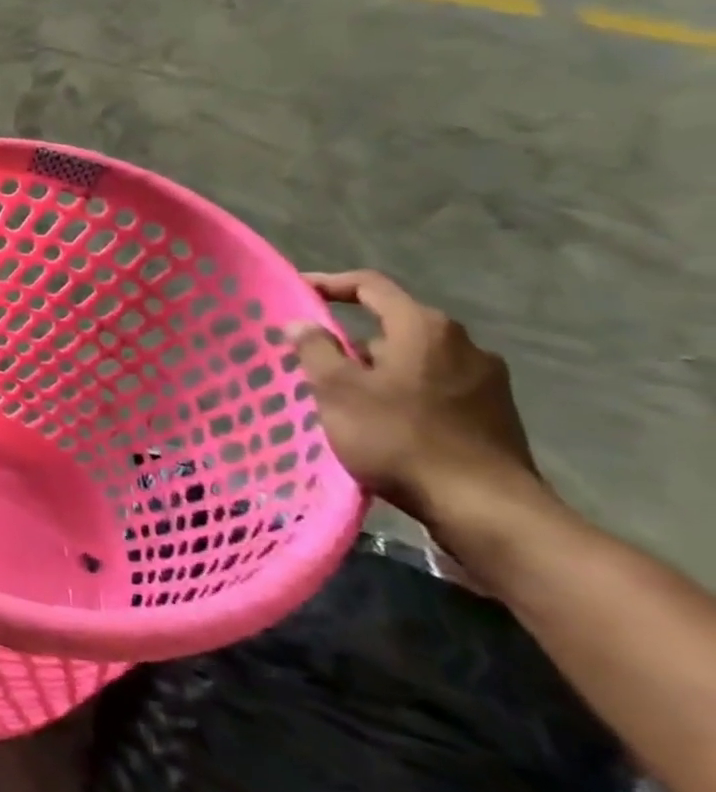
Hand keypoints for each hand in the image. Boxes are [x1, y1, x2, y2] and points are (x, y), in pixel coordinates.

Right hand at [290, 271, 548, 529]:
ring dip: (377, 370)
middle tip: (314, 362)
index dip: (329, 284)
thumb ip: (315, 349)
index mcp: (424, 328)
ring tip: (345, 399)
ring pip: (413, 359)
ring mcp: (486, 379)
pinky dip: (404, 393)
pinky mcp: (495, 412)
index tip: (297, 293)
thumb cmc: (399, 437)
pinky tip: (385, 422)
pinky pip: (435, 386)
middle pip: (393, 324)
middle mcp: (463, 343)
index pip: (370, 286)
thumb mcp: (338, 390)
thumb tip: (302, 323)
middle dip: (350, 339)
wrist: (484, 507)